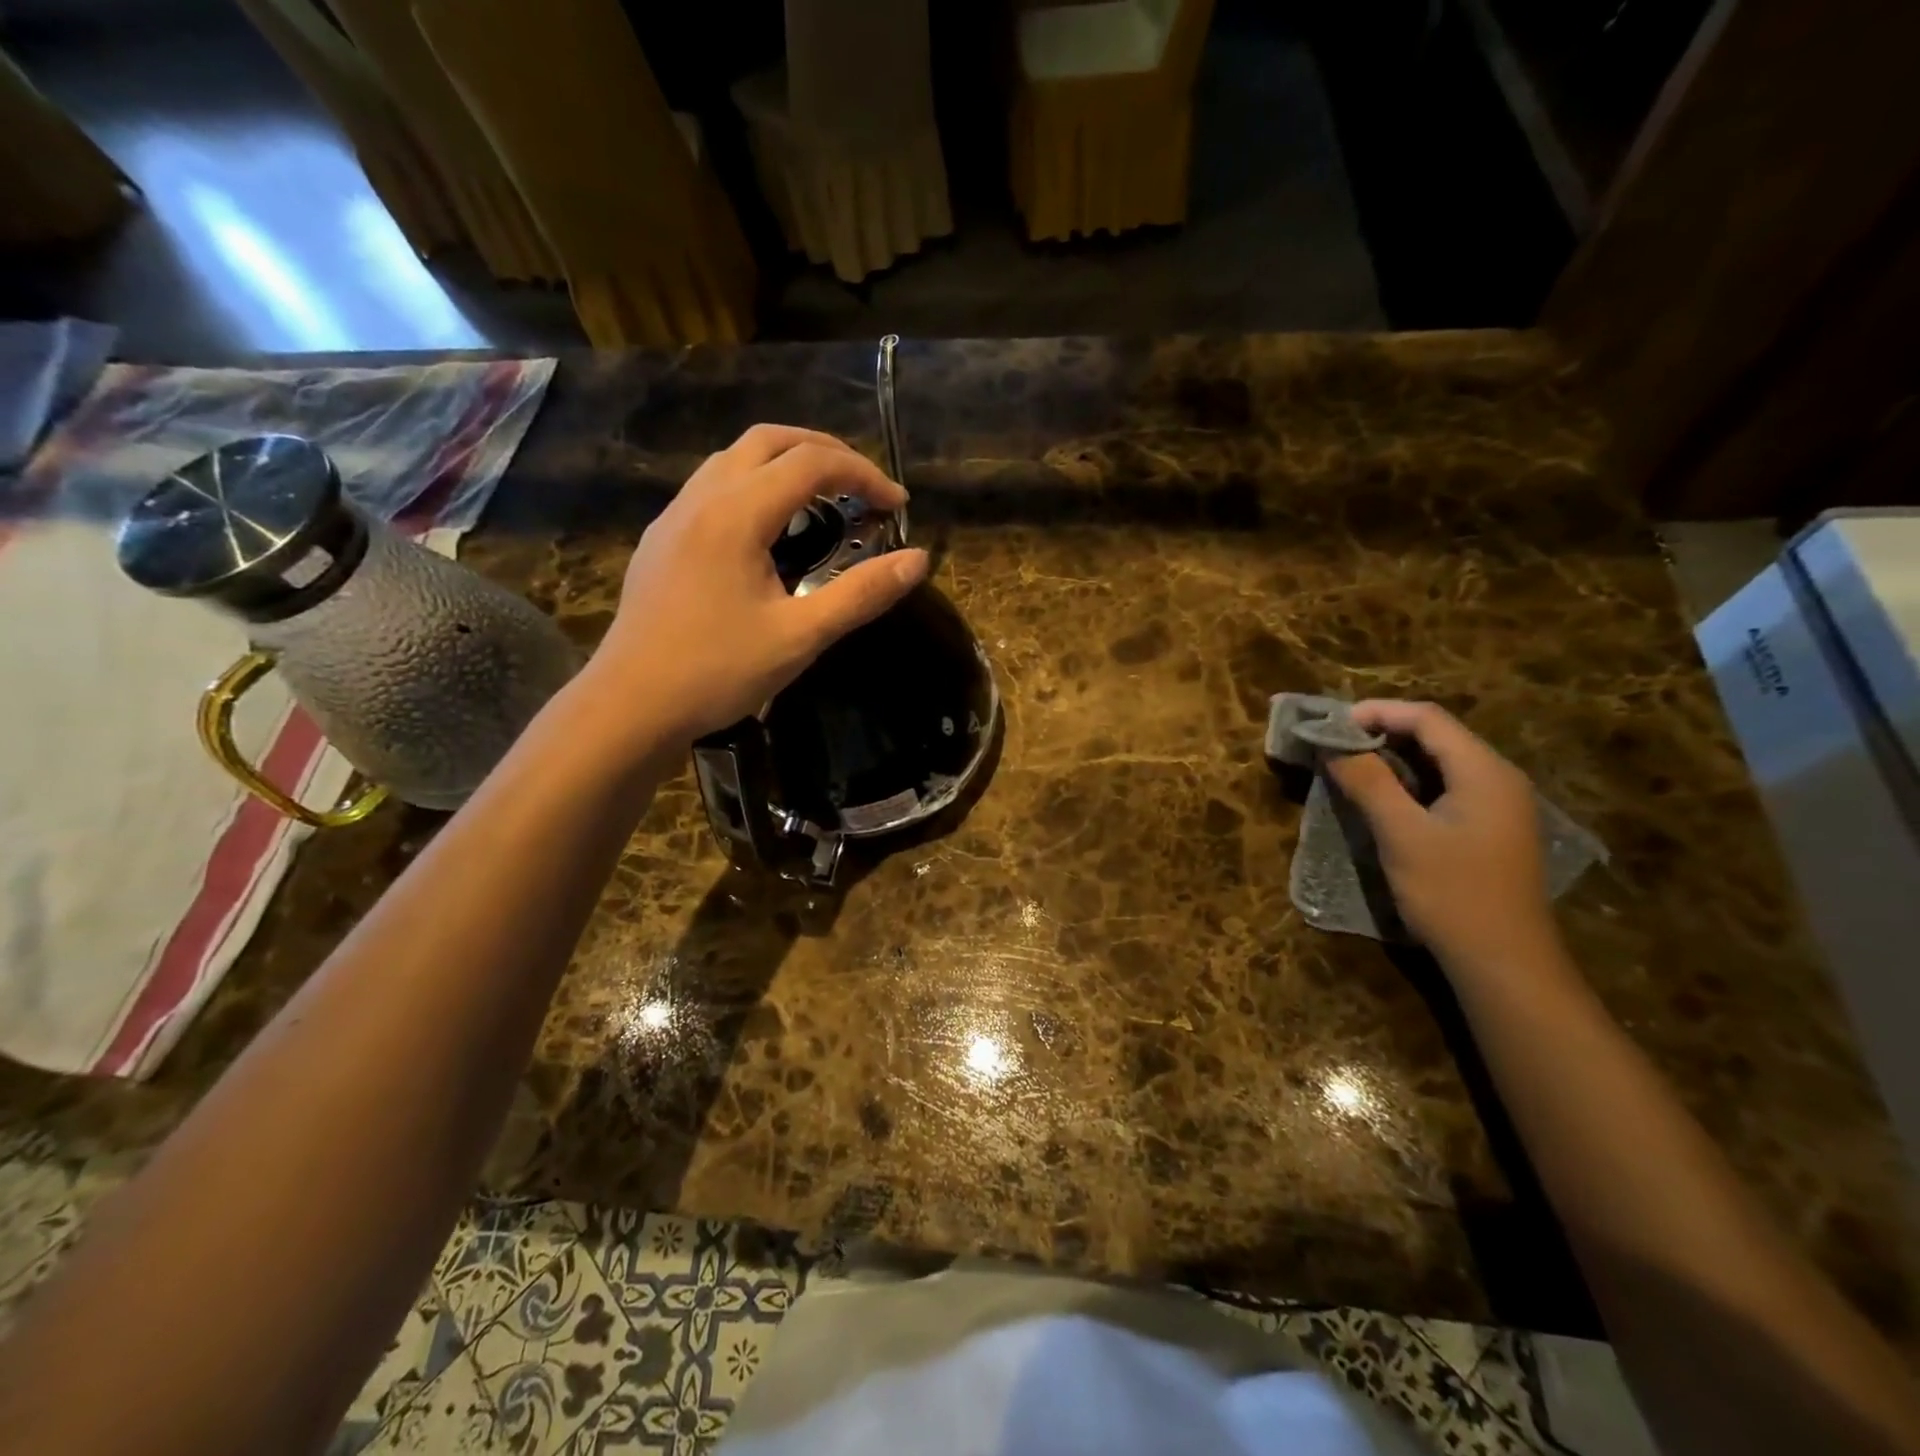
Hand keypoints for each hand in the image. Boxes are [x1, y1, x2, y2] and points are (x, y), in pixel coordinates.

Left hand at [586, 424, 928, 749]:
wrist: (631, 704)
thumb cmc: (717, 671)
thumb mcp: (800, 637)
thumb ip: (861, 594)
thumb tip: (917, 561)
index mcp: (735, 514)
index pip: (811, 463)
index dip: (863, 474)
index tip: (897, 506)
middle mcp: (702, 499)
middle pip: (769, 440)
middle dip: (825, 451)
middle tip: (863, 487)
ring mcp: (675, 516)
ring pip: (735, 458)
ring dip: (786, 463)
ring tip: (822, 501)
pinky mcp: (662, 539)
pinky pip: (714, 486)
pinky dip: (755, 485)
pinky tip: (769, 531)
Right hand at [1323, 700, 1560, 972]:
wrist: (1504, 963)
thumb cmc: (1453, 894)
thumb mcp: (1402, 834)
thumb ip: (1369, 783)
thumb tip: (1333, 744)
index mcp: (1484, 772)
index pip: (1427, 718)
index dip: (1376, 713)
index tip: (1330, 724)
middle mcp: (1497, 779)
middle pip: (1435, 735)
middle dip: (1381, 732)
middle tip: (1333, 744)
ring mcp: (1497, 806)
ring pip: (1439, 762)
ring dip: (1392, 758)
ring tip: (1347, 766)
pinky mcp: (1488, 829)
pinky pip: (1444, 787)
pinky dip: (1408, 782)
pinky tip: (1380, 798)